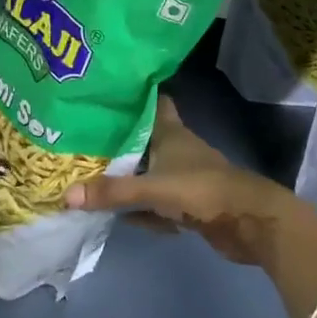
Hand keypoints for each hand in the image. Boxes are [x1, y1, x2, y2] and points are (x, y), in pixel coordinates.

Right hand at [61, 95, 302, 264]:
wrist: (250, 222)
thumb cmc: (203, 190)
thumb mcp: (153, 189)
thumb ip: (113, 192)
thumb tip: (66, 195)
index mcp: (170, 132)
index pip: (150, 102)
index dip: (130, 97)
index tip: (103, 94)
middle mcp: (176, 149)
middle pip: (143, 139)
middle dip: (118, 142)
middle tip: (81, 140)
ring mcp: (183, 176)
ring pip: (148, 172)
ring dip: (128, 178)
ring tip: (90, 177)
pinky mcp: (188, 203)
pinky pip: (156, 202)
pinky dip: (141, 208)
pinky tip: (120, 216)